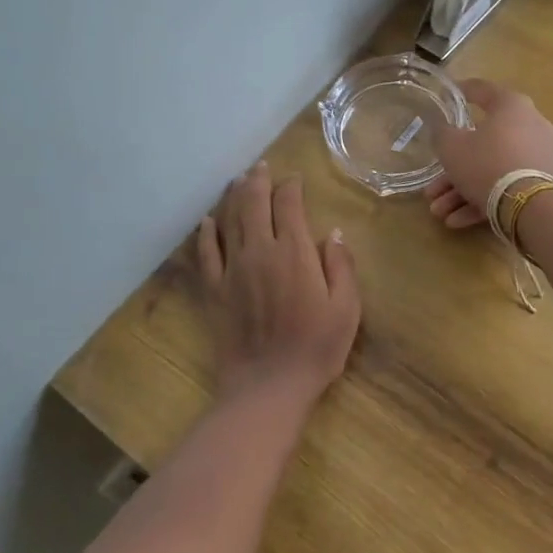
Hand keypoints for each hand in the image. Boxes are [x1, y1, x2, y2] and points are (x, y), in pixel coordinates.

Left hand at [198, 162, 360, 401]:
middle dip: (259, 180)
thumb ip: (341, 266)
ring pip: (230, 220)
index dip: (291, 187)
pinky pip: (206, 252)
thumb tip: (333, 232)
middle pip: (254, 203)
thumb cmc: (316, 348)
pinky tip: (208, 221)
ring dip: (234, 196)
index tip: (295, 180)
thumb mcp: (346, 308)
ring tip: (239, 180)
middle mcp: (260, 251)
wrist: (269, 385)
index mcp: (295, 252)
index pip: (289, 205)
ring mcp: (233, 269)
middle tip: (262, 167)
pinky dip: (206, 232)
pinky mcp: (214, 289)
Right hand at [425, 80, 552, 230]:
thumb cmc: (486, 163)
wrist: (530, 207)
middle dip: (453, 170)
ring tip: (439, 212)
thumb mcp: (451, 147)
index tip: (450, 94)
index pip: (483, 90)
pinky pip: (506, 188)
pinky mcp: (542, 185)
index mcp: (512, 106)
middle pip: (482, 144)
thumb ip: (443, 133)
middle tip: (432, 187)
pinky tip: (456, 221)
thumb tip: (444, 130)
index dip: (463, 91)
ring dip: (461, 192)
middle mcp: (531, 127)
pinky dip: (481, 201)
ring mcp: (538, 157)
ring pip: (492, 170)